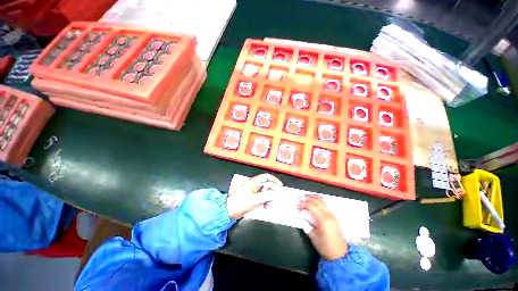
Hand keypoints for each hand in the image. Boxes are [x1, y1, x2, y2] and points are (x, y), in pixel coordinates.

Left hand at [226, 173, 282, 218]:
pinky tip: (264, 207)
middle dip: (272, 192)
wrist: (229, 210)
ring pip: (265, 192)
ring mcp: (252, 191)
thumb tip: (275, 194)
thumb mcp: (256, 200)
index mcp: (254, 182)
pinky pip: (261, 197)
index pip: (266, 177)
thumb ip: (267, 196)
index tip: (280, 186)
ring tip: (268, 206)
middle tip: (273, 200)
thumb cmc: (240, 203)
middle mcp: (254, 185)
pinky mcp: (251, 197)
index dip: (274, 180)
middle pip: (267, 185)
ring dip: (268, 198)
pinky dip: (264, 201)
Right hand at [297, 195, 347, 260]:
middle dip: (307, 198)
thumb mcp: (313, 237)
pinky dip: (320, 200)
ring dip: (314, 197)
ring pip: (323, 200)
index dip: (303, 204)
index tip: (297, 207)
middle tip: (300, 198)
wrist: (340, 255)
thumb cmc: (326, 247)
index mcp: (323, 219)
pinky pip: (327, 203)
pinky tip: (316, 201)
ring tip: (307, 197)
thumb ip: (306, 226)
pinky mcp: (334, 216)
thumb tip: (302, 218)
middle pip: (317, 201)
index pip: (311, 206)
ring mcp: (333, 214)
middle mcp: (329, 214)